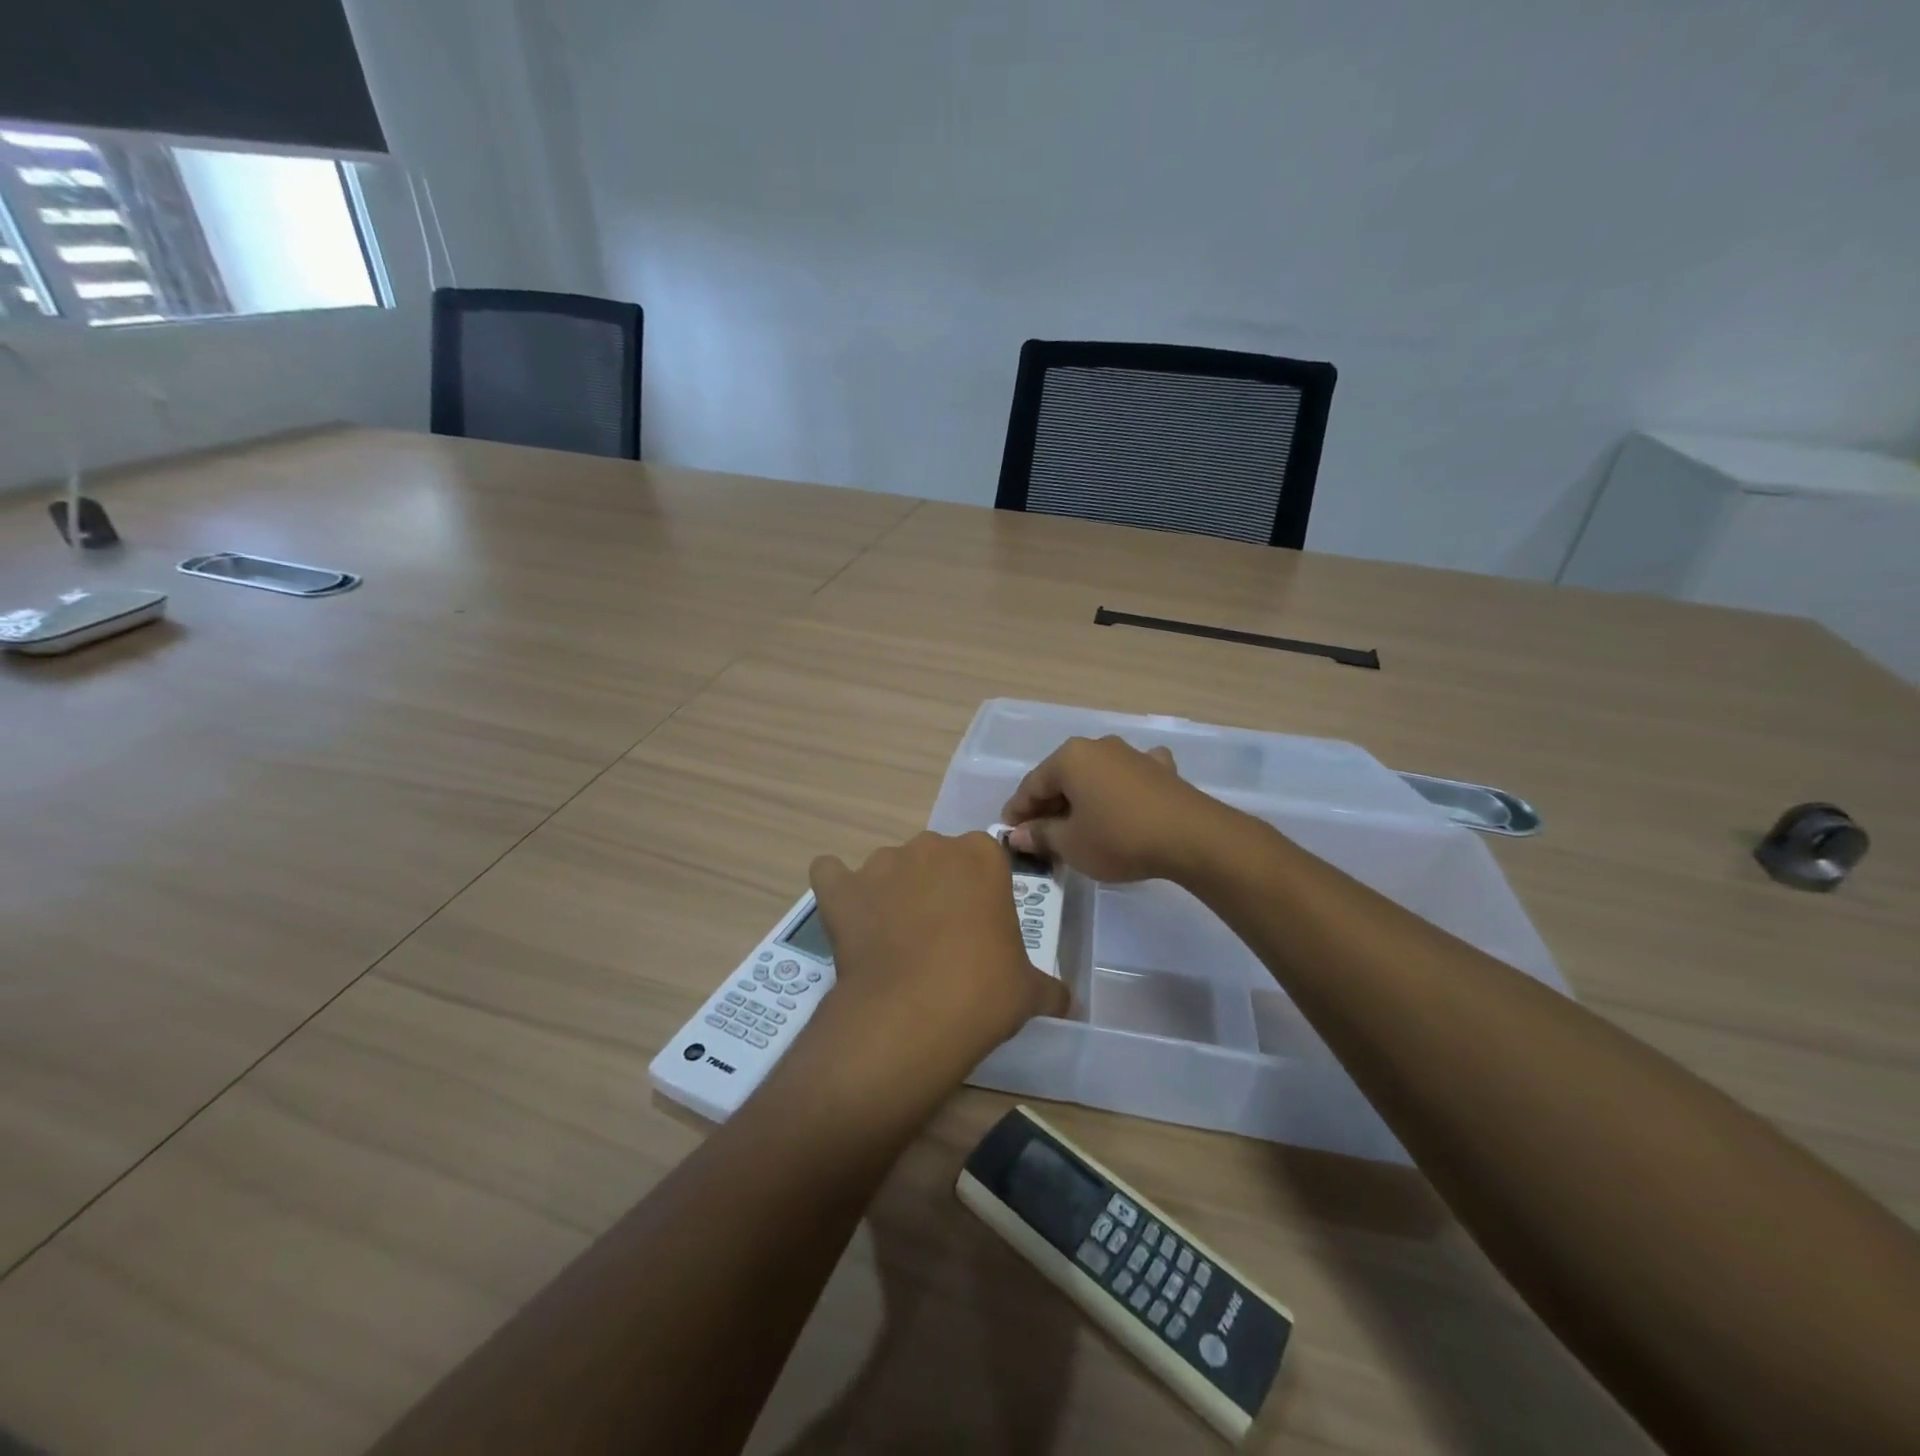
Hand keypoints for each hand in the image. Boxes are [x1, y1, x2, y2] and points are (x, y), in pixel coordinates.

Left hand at [804, 832, 1067, 1083]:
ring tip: (892, 939)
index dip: (981, 891)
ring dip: (891, 891)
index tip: (980, 925)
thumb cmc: (983, 992)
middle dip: (937, 887)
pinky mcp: (841, 888)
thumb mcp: (1029, 991)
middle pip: (936, 858)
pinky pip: (831, 874)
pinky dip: (837, 889)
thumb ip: (1049, 987)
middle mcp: (931, 846)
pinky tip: (846, 915)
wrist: (911, 1016)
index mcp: (982, 856)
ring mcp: (881, 863)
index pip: (984, 858)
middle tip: (940, 936)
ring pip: (889, 867)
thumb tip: (1067, 1002)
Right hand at [1001, 735, 1226, 883]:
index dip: (1017, 811)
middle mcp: (1098, 746)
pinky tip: (1125, 797)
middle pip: (1063, 777)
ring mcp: (1132, 754)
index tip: (1009, 833)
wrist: (1191, 837)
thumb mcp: (1071, 844)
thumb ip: (1040, 835)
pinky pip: (1129, 776)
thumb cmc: (1118, 837)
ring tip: (1078, 824)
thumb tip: (1018, 834)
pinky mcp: (1160, 769)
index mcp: (1069, 758)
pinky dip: (1120, 788)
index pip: (1032, 785)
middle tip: (1039, 835)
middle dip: (1049, 805)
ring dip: (1082, 797)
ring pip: (1095, 775)